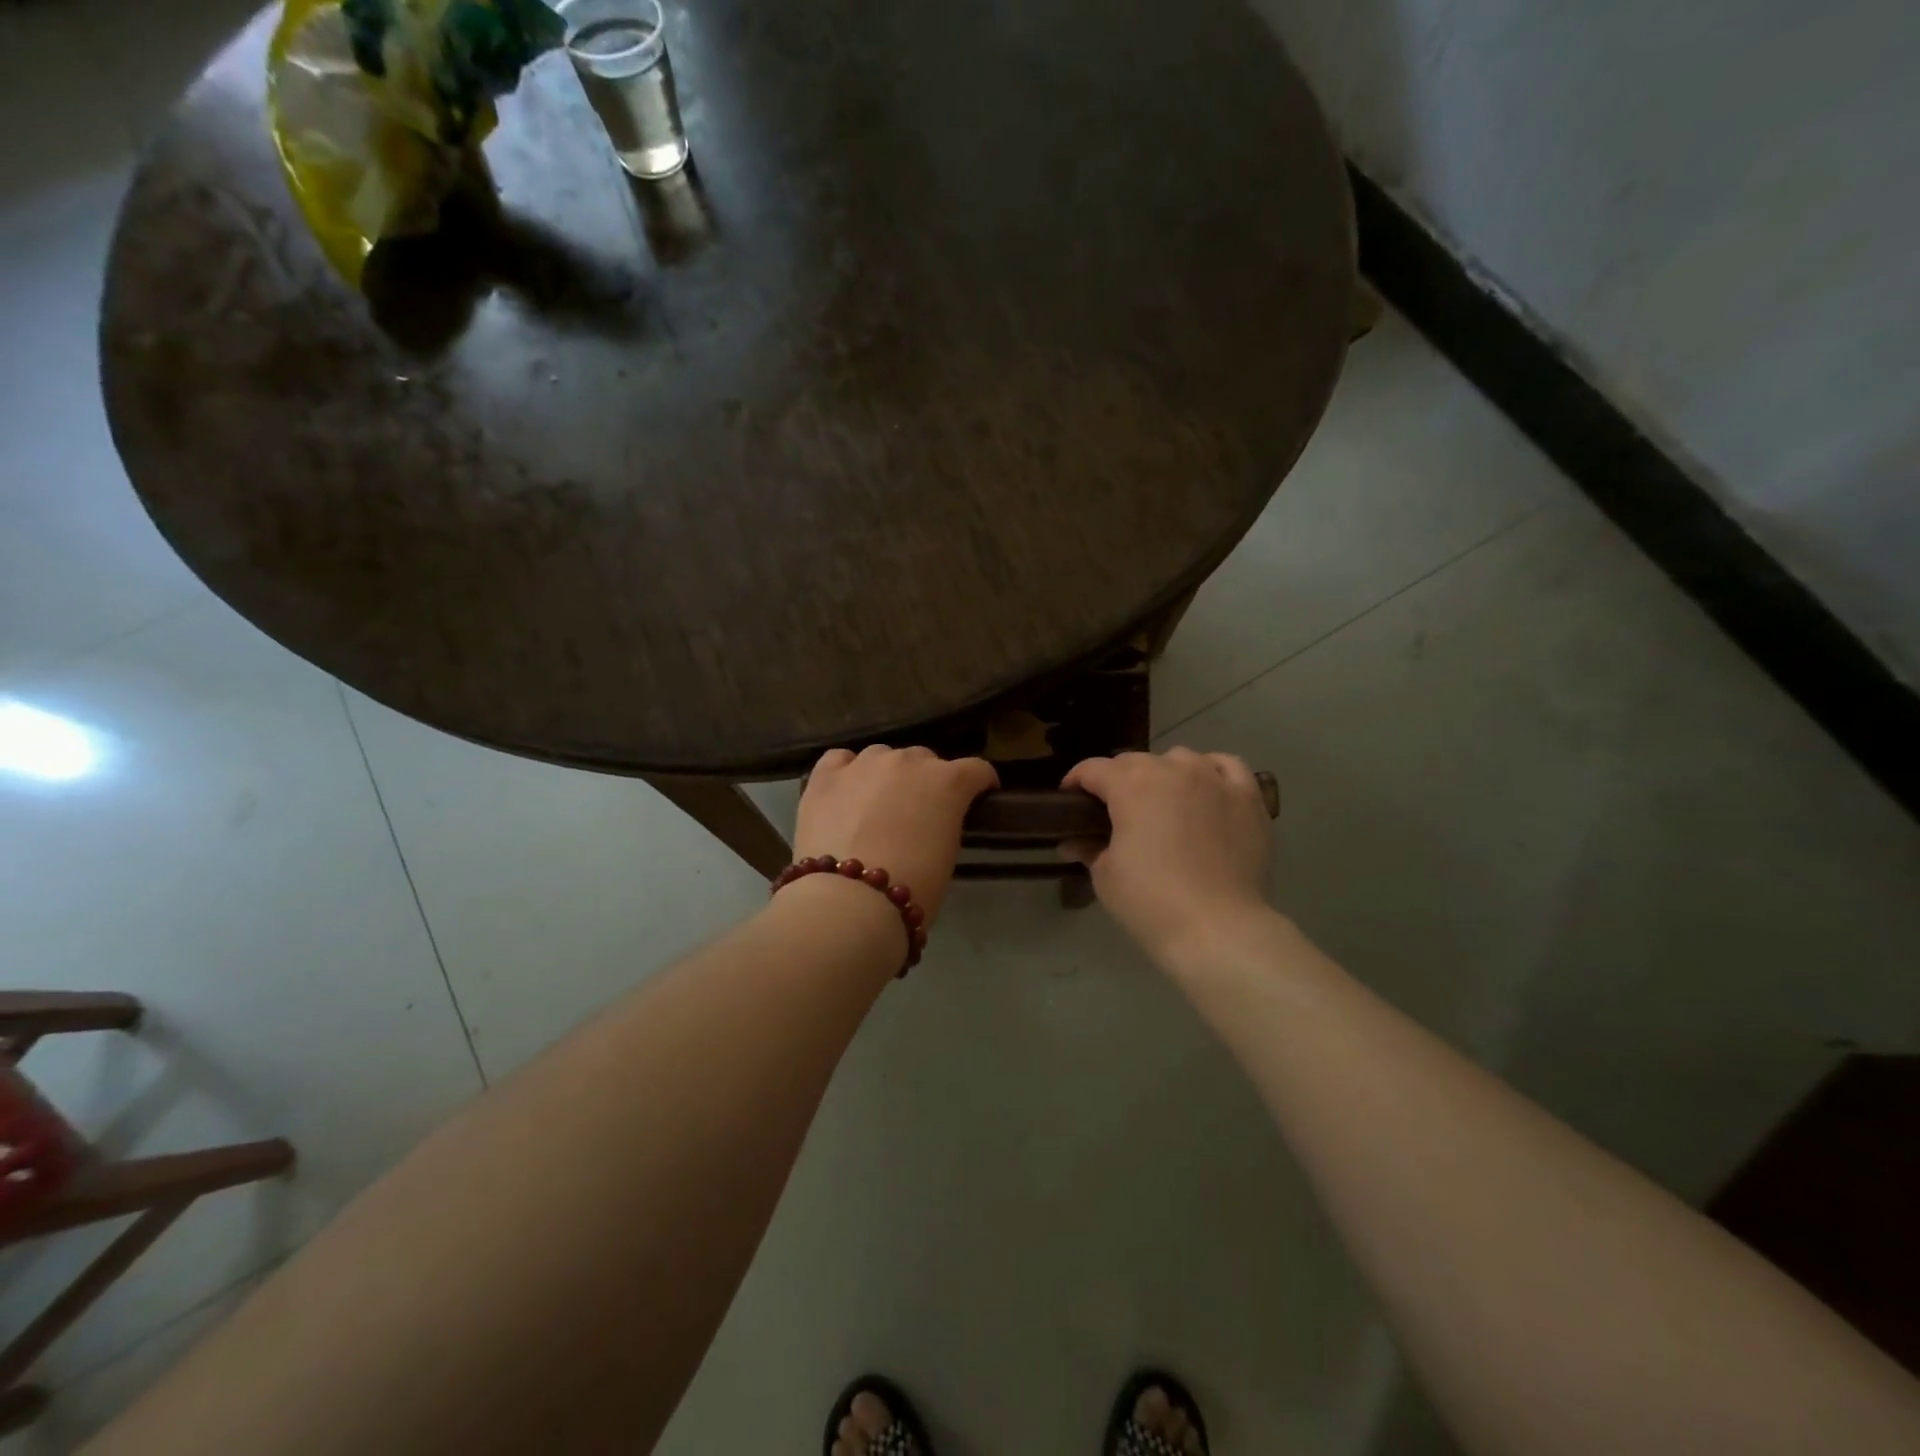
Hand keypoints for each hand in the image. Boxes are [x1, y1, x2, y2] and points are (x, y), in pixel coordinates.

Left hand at [793, 746, 998, 924]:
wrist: (850, 901)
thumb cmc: (913, 888)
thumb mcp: (947, 855)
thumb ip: (945, 823)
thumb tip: (932, 821)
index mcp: (948, 782)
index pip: (976, 770)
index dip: (980, 784)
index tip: (979, 797)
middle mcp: (908, 761)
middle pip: (925, 759)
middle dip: (927, 781)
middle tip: (919, 812)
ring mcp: (864, 764)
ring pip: (882, 756)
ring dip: (887, 775)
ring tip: (877, 804)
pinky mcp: (826, 776)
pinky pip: (840, 760)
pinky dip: (846, 771)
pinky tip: (845, 790)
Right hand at [1062, 748, 1274, 961]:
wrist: (1219, 930)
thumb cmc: (1151, 902)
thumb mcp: (1105, 876)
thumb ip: (1089, 848)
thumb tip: (1073, 842)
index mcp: (1131, 784)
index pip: (1093, 769)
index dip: (1076, 782)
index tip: (1069, 800)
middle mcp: (1172, 770)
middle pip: (1135, 761)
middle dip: (1117, 779)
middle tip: (1112, 811)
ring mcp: (1214, 779)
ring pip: (1180, 759)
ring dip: (1162, 773)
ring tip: (1161, 801)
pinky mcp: (1248, 797)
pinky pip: (1227, 766)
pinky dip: (1210, 771)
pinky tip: (1205, 789)